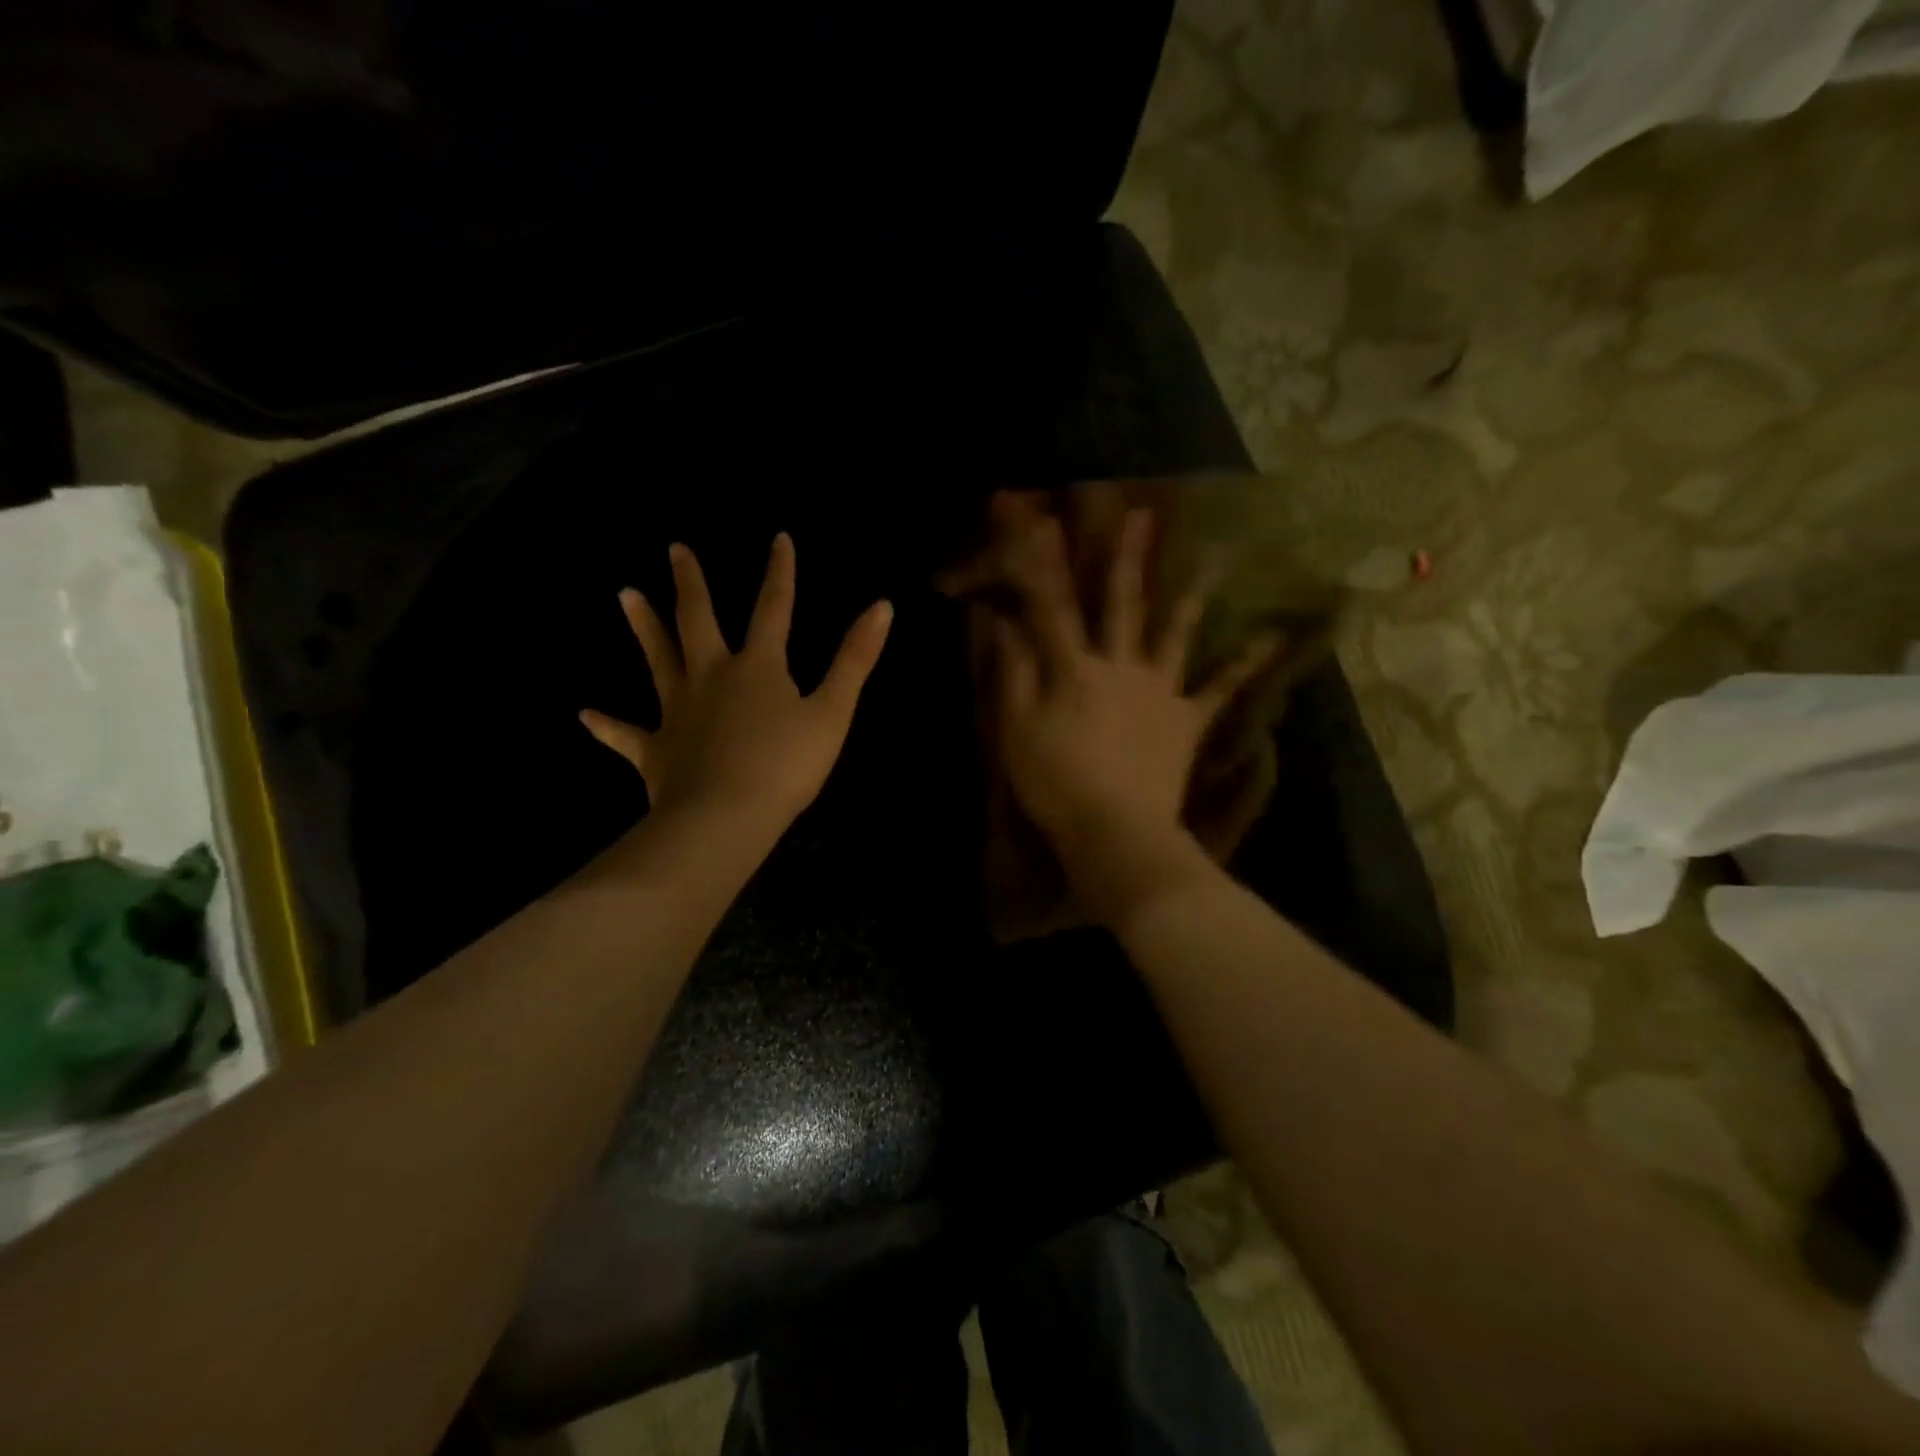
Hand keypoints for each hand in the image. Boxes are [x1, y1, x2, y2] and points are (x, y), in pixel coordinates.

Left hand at [580, 534, 891, 829]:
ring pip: (658, 661)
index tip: (778, 538)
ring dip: (644, 628)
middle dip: (691, 584)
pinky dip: (608, 727)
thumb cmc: (786, 765)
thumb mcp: (833, 711)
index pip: (773, 609)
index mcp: (758, 668)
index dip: (780, 573)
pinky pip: (627, 735)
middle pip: (698, 621)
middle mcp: (712, 677)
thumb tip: (882, 605)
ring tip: (625, 594)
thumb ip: (855, 659)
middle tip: (675, 550)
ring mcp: (678, 712)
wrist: (726, 817)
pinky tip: (585, 716)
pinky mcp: (656, 750)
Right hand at [994, 507, 1274, 918]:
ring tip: (1217, 553)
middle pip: (1121, 604)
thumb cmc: (1054, 782)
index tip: (1043, 521)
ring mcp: (1160, 690)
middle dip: (1126, 557)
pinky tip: (1273, 636)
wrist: (1114, 831)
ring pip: (1175, 631)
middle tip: (1140, 513)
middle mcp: (1120, 666)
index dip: (1045, 563)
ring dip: (1191, 591)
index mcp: (1075, 669)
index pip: (1055, 607)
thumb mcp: (1016, 728)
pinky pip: (1221, 688)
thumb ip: (1014, 671)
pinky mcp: (1187, 720)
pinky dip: (1246, 662)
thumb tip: (1005, 621)